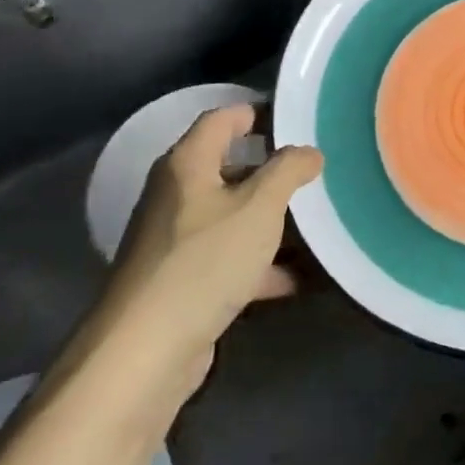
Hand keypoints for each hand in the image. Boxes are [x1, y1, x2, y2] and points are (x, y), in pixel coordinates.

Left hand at [92, 107, 322, 398]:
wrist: (145, 351)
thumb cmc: (204, 261)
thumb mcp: (259, 207)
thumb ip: (288, 170)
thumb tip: (309, 152)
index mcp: (187, 164)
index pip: (223, 118)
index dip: (258, 112)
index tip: (299, 119)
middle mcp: (177, 195)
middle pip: (231, 168)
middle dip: (275, 172)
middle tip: (318, 173)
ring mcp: (177, 241)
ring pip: (234, 216)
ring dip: (273, 221)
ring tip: (319, 223)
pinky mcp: (184, 281)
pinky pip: (231, 259)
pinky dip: (263, 264)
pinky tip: (302, 277)